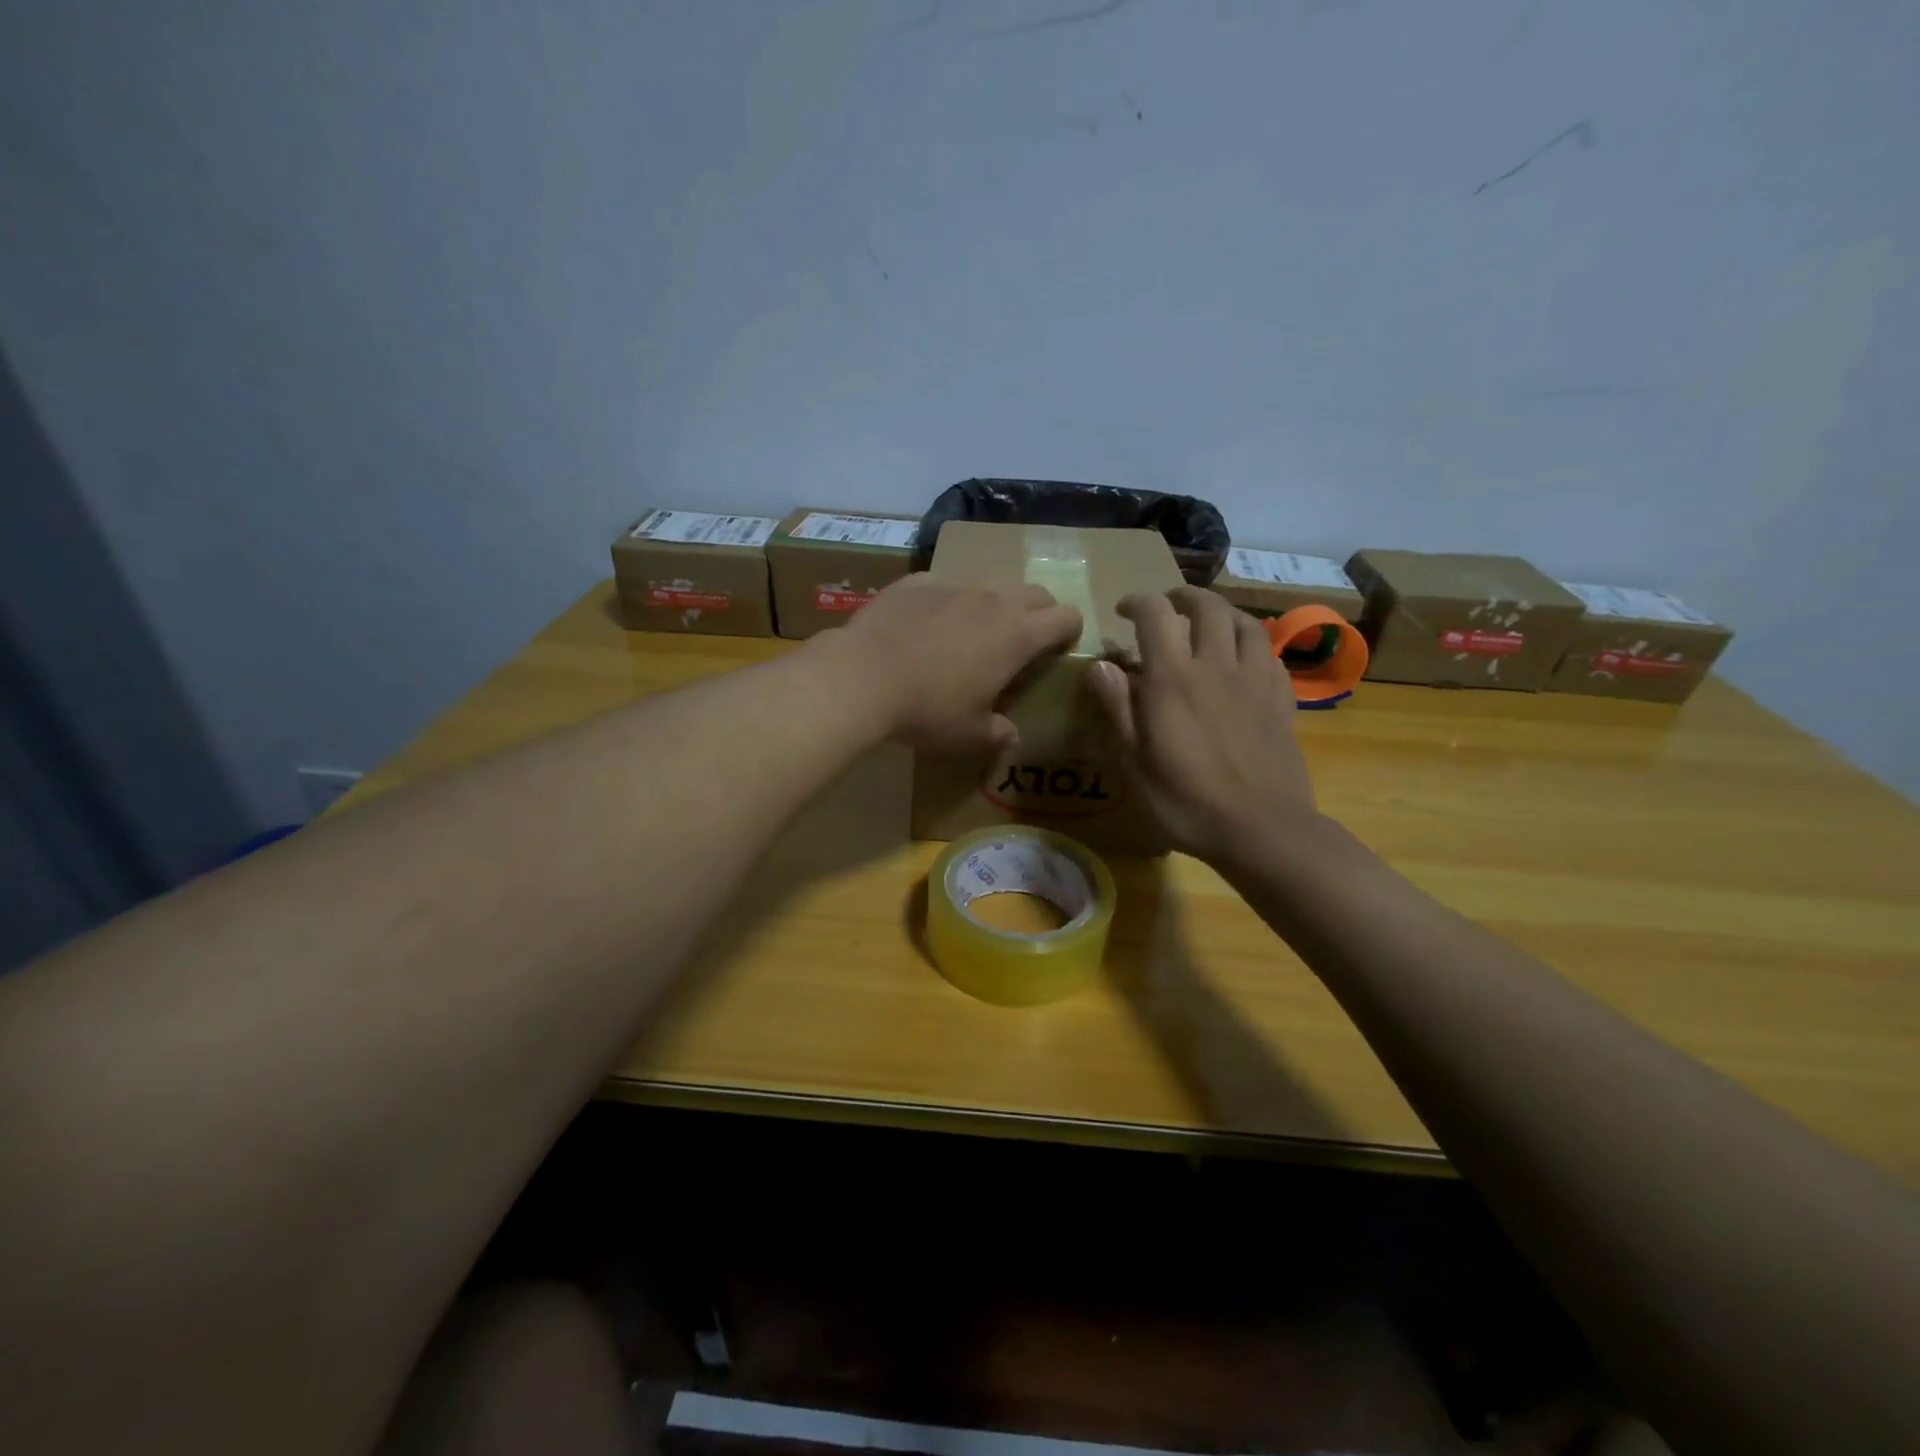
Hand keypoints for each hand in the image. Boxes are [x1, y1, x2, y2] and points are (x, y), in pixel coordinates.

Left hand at [821, 574, 1082, 752]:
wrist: (862, 677)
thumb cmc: (928, 710)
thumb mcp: (968, 734)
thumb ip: (997, 733)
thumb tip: (1011, 736)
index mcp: (1017, 635)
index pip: (1066, 617)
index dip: (1070, 632)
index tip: (1059, 650)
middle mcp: (992, 600)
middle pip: (1035, 593)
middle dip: (1039, 613)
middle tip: (1023, 643)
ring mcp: (953, 585)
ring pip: (989, 584)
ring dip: (993, 606)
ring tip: (971, 635)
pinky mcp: (916, 582)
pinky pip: (943, 585)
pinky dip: (946, 602)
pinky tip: (924, 627)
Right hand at [1088, 586, 1316, 860]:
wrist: (1262, 829)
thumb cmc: (1186, 802)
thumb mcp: (1134, 763)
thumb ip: (1117, 708)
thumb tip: (1100, 664)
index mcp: (1174, 679)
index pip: (1156, 614)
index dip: (1137, 602)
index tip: (1123, 611)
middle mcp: (1216, 666)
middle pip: (1206, 607)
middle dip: (1182, 597)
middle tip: (1167, 607)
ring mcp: (1255, 680)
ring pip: (1244, 622)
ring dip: (1221, 613)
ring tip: (1206, 623)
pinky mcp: (1281, 698)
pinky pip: (1269, 652)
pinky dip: (1250, 643)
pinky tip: (1242, 659)